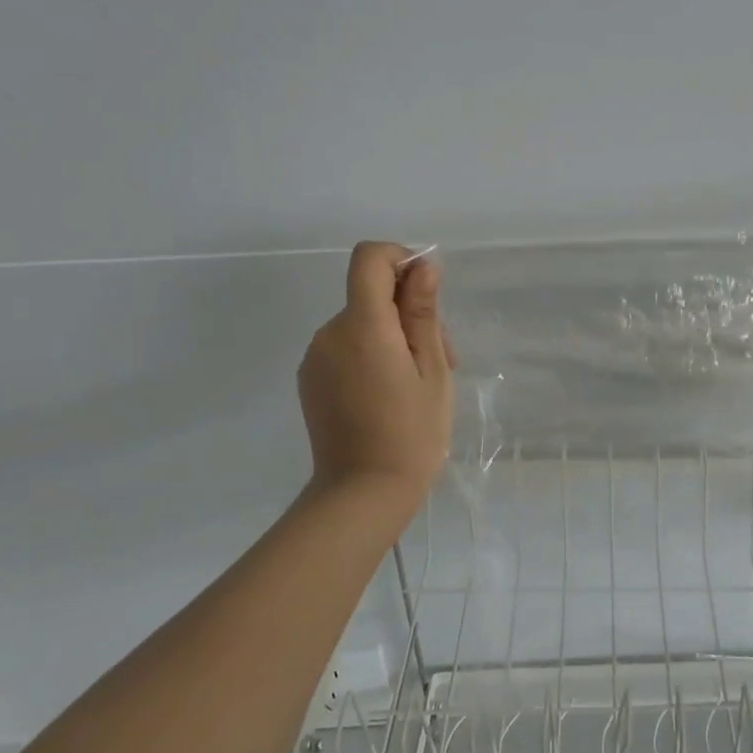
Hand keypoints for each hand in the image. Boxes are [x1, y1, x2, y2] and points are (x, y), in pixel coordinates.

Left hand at [298, 242, 454, 505]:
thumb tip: (422, 266)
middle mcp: (330, 332)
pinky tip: (389, 393)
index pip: (369, 258)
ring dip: (392, 336)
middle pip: (370, 294)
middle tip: (442, 357)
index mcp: (363, 325)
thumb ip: (423, 312)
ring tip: (418, 383)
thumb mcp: (432, 370)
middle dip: (408, 312)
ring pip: (361, 322)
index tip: (426, 291)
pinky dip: (371, 354)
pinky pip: (345, 347)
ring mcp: (315, 357)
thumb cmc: (412, 433)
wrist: (362, 494)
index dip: (400, 259)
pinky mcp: (310, 378)